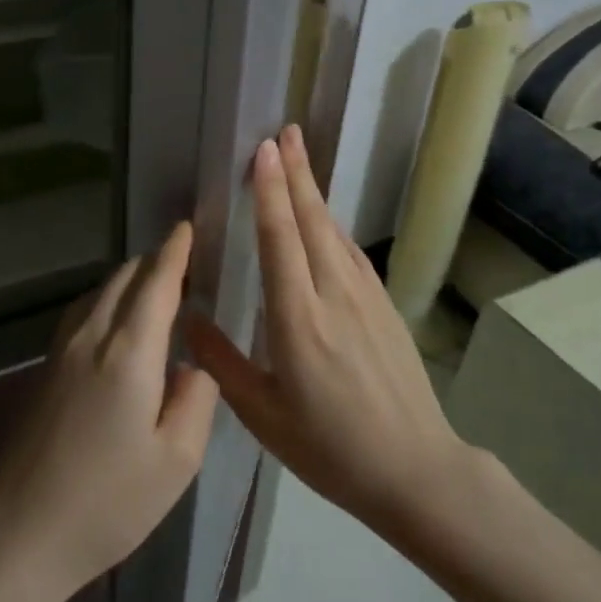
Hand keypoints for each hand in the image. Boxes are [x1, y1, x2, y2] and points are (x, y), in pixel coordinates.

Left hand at [0, 220, 220, 601]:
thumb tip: (193, 364)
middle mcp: (92, 336)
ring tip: (160, 288)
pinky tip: (119, 321)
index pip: (157, 282)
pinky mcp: (45, 368)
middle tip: (188, 263)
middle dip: (157, 261)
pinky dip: (109, 299)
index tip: (189, 227)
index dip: (176, 251)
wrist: (19, 533)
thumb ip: (197, 399)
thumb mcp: (177, 460)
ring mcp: (61, 350)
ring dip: (131, 279)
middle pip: (125, 277)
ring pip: (100, 290)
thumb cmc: (108, 502)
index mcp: (129, 352)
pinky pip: (83, 311)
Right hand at [186, 126, 467, 537]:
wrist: (414, 470)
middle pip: (312, 221)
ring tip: (299, 156)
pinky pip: (351, 253)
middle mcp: (333, 296)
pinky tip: (325, 217)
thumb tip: (185, 317)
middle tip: (283, 131)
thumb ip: (221, 362)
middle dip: (296, 172)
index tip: (262, 151)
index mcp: (298, 320)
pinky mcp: (384, 307)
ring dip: (315, 191)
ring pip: (334, 231)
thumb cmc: (329, 448)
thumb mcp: (262, 415)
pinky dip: (332, 225)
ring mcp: (365, 298)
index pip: (280, 240)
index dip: (270, 192)